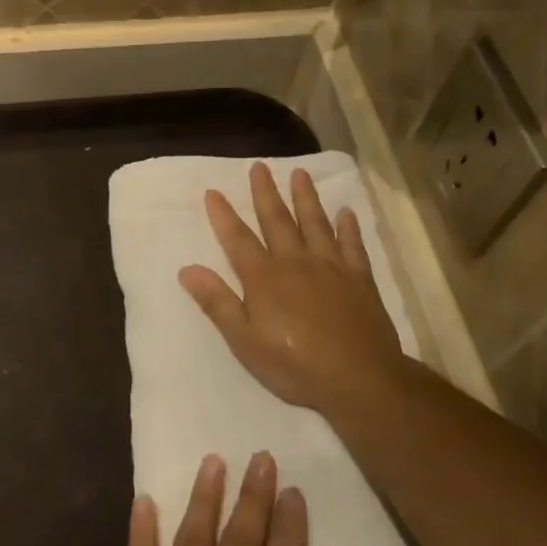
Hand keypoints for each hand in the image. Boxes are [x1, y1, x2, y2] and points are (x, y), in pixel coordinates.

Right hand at [180, 164, 408, 420]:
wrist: (359, 379)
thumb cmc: (294, 365)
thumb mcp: (244, 341)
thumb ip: (217, 302)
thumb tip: (187, 269)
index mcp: (264, 278)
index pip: (238, 239)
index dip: (224, 215)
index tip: (214, 191)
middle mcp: (296, 263)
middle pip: (278, 221)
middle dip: (266, 193)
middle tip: (260, 166)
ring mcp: (331, 268)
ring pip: (315, 224)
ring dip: (306, 198)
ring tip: (300, 173)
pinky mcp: (359, 280)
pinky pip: (352, 245)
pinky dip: (348, 227)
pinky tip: (346, 212)